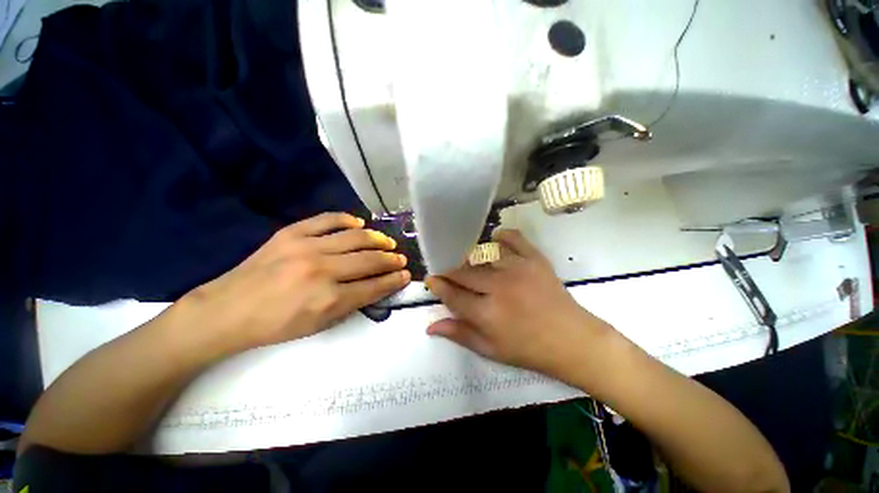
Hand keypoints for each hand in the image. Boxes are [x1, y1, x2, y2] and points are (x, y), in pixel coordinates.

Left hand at [177, 213, 410, 354]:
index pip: (374, 286)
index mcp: (328, 299)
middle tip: (401, 259)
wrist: (227, 310)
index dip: (394, 280)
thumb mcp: (319, 325)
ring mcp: (306, 247)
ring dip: (377, 239)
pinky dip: (347, 219)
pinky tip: (359, 223)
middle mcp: (322, 270)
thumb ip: (352, 304)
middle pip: (369, 260)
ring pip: (355, 237)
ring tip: (387, 242)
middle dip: (391, 260)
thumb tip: (377, 286)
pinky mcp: (291, 233)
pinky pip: (327, 219)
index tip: (406, 275)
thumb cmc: (276, 325)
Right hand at [426, 230, 611, 377]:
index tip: (431, 279)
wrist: (573, 340)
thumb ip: (460, 334)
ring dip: (471, 259)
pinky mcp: (535, 259)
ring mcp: (518, 269)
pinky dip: (502, 236)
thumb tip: (430, 326)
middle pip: (464, 273)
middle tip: (448, 273)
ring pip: (483, 255)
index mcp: (487, 314)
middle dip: (450, 271)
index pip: (452, 294)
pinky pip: (513, 238)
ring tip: (470, 264)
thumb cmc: (530, 349)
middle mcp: (499, 287)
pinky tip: (495, 240)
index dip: (438, 285)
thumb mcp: (491, 350)